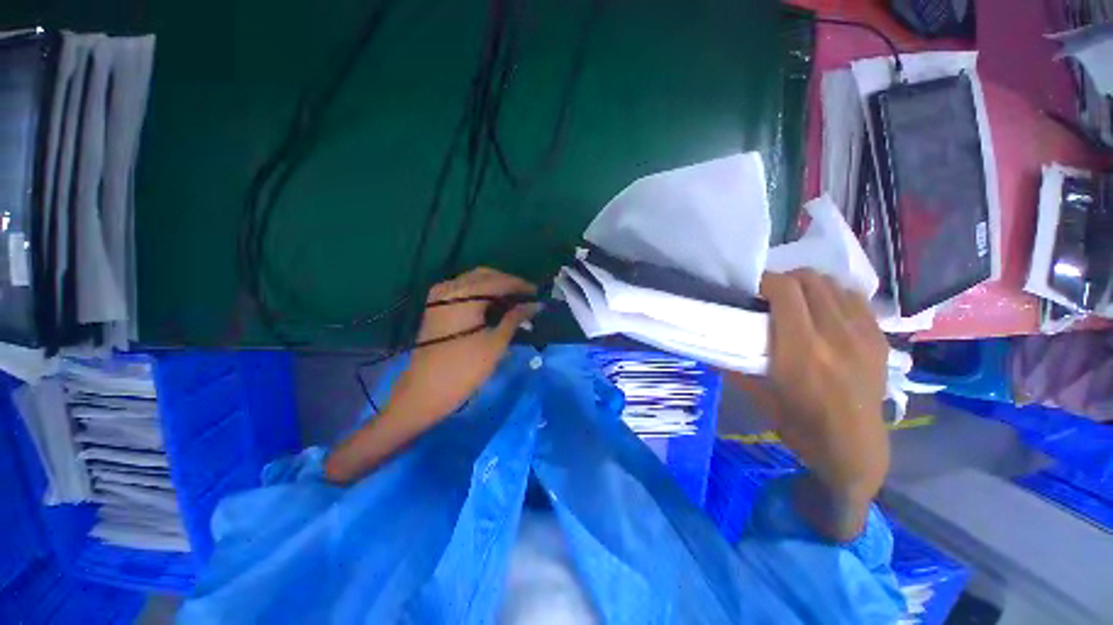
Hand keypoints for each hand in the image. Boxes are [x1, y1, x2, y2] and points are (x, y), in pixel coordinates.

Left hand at [389, 267, 538, 419]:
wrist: (425, 393)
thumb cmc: (464, 369)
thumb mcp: (496, 342)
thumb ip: (516, 318)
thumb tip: (537, 304)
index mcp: (464, 294)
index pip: (499, 281)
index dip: (521, 285)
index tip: (539, 293)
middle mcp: (449, 287)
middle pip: (486, 275)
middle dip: (508, 284)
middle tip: (527, 298)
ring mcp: (439, 296)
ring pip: (474, 281)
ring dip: (495, 288)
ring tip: (515, 302)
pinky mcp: (436, 306)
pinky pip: (464, 290)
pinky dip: (481, 294)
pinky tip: (494, 306)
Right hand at [729, 269, 888, 539]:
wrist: (854, 449)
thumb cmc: (799, 426)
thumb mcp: (758, 396)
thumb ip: (735, 365)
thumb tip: (712, 346)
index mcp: (801, 350)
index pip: (785, 291)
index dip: (765, 280)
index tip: (751, 287)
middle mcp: (835, 335)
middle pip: (810, 280)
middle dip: (785, 279)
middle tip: (770, 294)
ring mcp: (863, 335)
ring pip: (834, 284)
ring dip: (810, 286)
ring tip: (798, 301)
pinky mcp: (880, 339)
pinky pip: (855, 299)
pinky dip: (834, 296)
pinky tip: (824, 312)